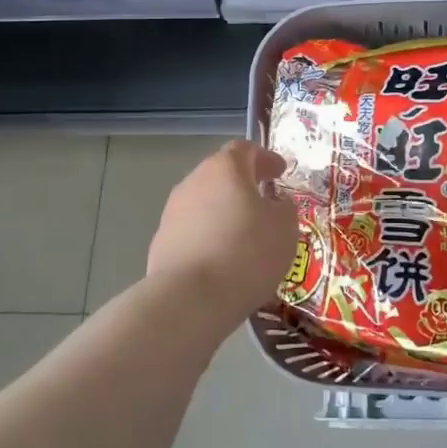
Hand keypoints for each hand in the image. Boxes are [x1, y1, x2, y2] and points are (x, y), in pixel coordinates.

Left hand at [148, 141, 297, 324]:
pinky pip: (193, 231)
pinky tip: (222, 259)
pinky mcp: (161, 242)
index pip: (245, 149)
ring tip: (244, 235)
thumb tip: (276, 204)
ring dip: (224, 212)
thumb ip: (284, 209)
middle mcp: (194, 182)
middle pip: (221, 174)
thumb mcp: (285, 228)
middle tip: (264, 201)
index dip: (265, 158)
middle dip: (243, 185)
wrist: (190, 298)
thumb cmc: (247, 252)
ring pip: (204, 203)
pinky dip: (209, 237)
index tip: (280, 171)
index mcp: (225, 169)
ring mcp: (173, 212)